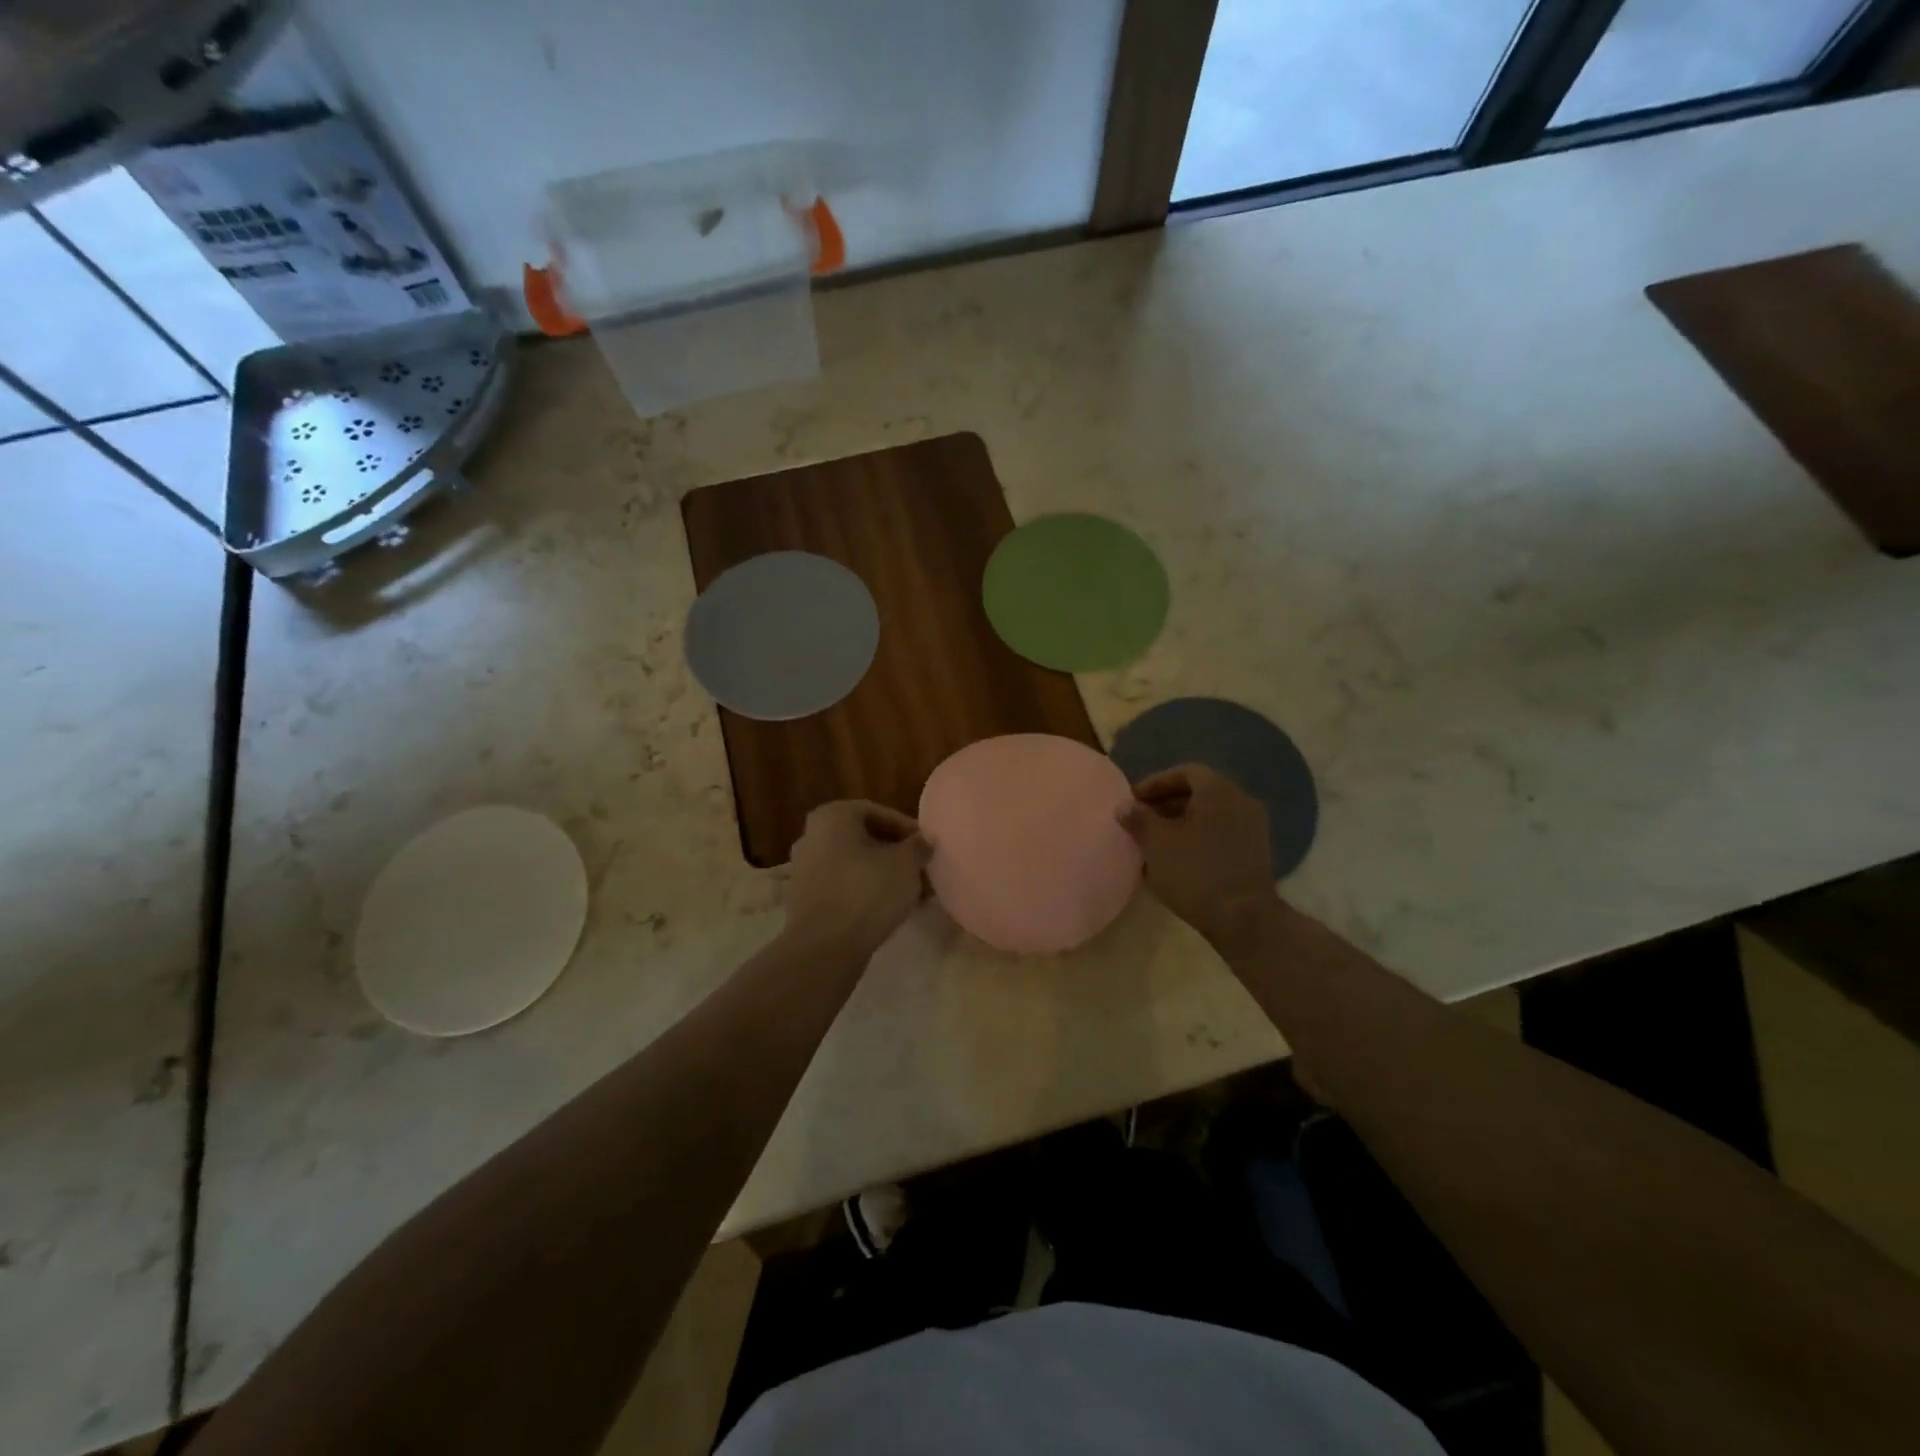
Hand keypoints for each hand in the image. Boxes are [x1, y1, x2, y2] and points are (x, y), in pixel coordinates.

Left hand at [782, 800, 930, 957]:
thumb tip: (923, 841)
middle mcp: (812, 835)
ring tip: (909, 892)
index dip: (907, 830)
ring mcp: (803, 868)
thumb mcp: (906, 863)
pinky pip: (841, 886)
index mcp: (833, 816)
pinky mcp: (803, 899)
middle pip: (864, 839)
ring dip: (881, 874)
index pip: (879, 813)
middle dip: (895, 854)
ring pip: (853, 864)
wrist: (825, 947)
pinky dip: (863, 891)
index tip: (926, 848)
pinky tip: (886, 908)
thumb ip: (918, 846)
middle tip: (920, 869)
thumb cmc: (867, 892)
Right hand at [1119, 764, 1274, 948]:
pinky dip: (1198, 839)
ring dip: (1181, 823)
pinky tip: (1178, 860)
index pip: (1185, 772)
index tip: (1134, 801)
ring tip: (1155, 843)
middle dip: (1166, 805)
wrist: (1243, 918)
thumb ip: (1139, 818)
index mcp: (1218, 790)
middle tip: (1141, 821)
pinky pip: (1221, 834)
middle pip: (1199, 793)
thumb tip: (1125, 806)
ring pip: (1210, 816)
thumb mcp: (1156, 843)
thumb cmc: (1195, 872)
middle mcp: (1240, 801)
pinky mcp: (1256, 853)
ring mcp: (1253, 828)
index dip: (1155, 784)